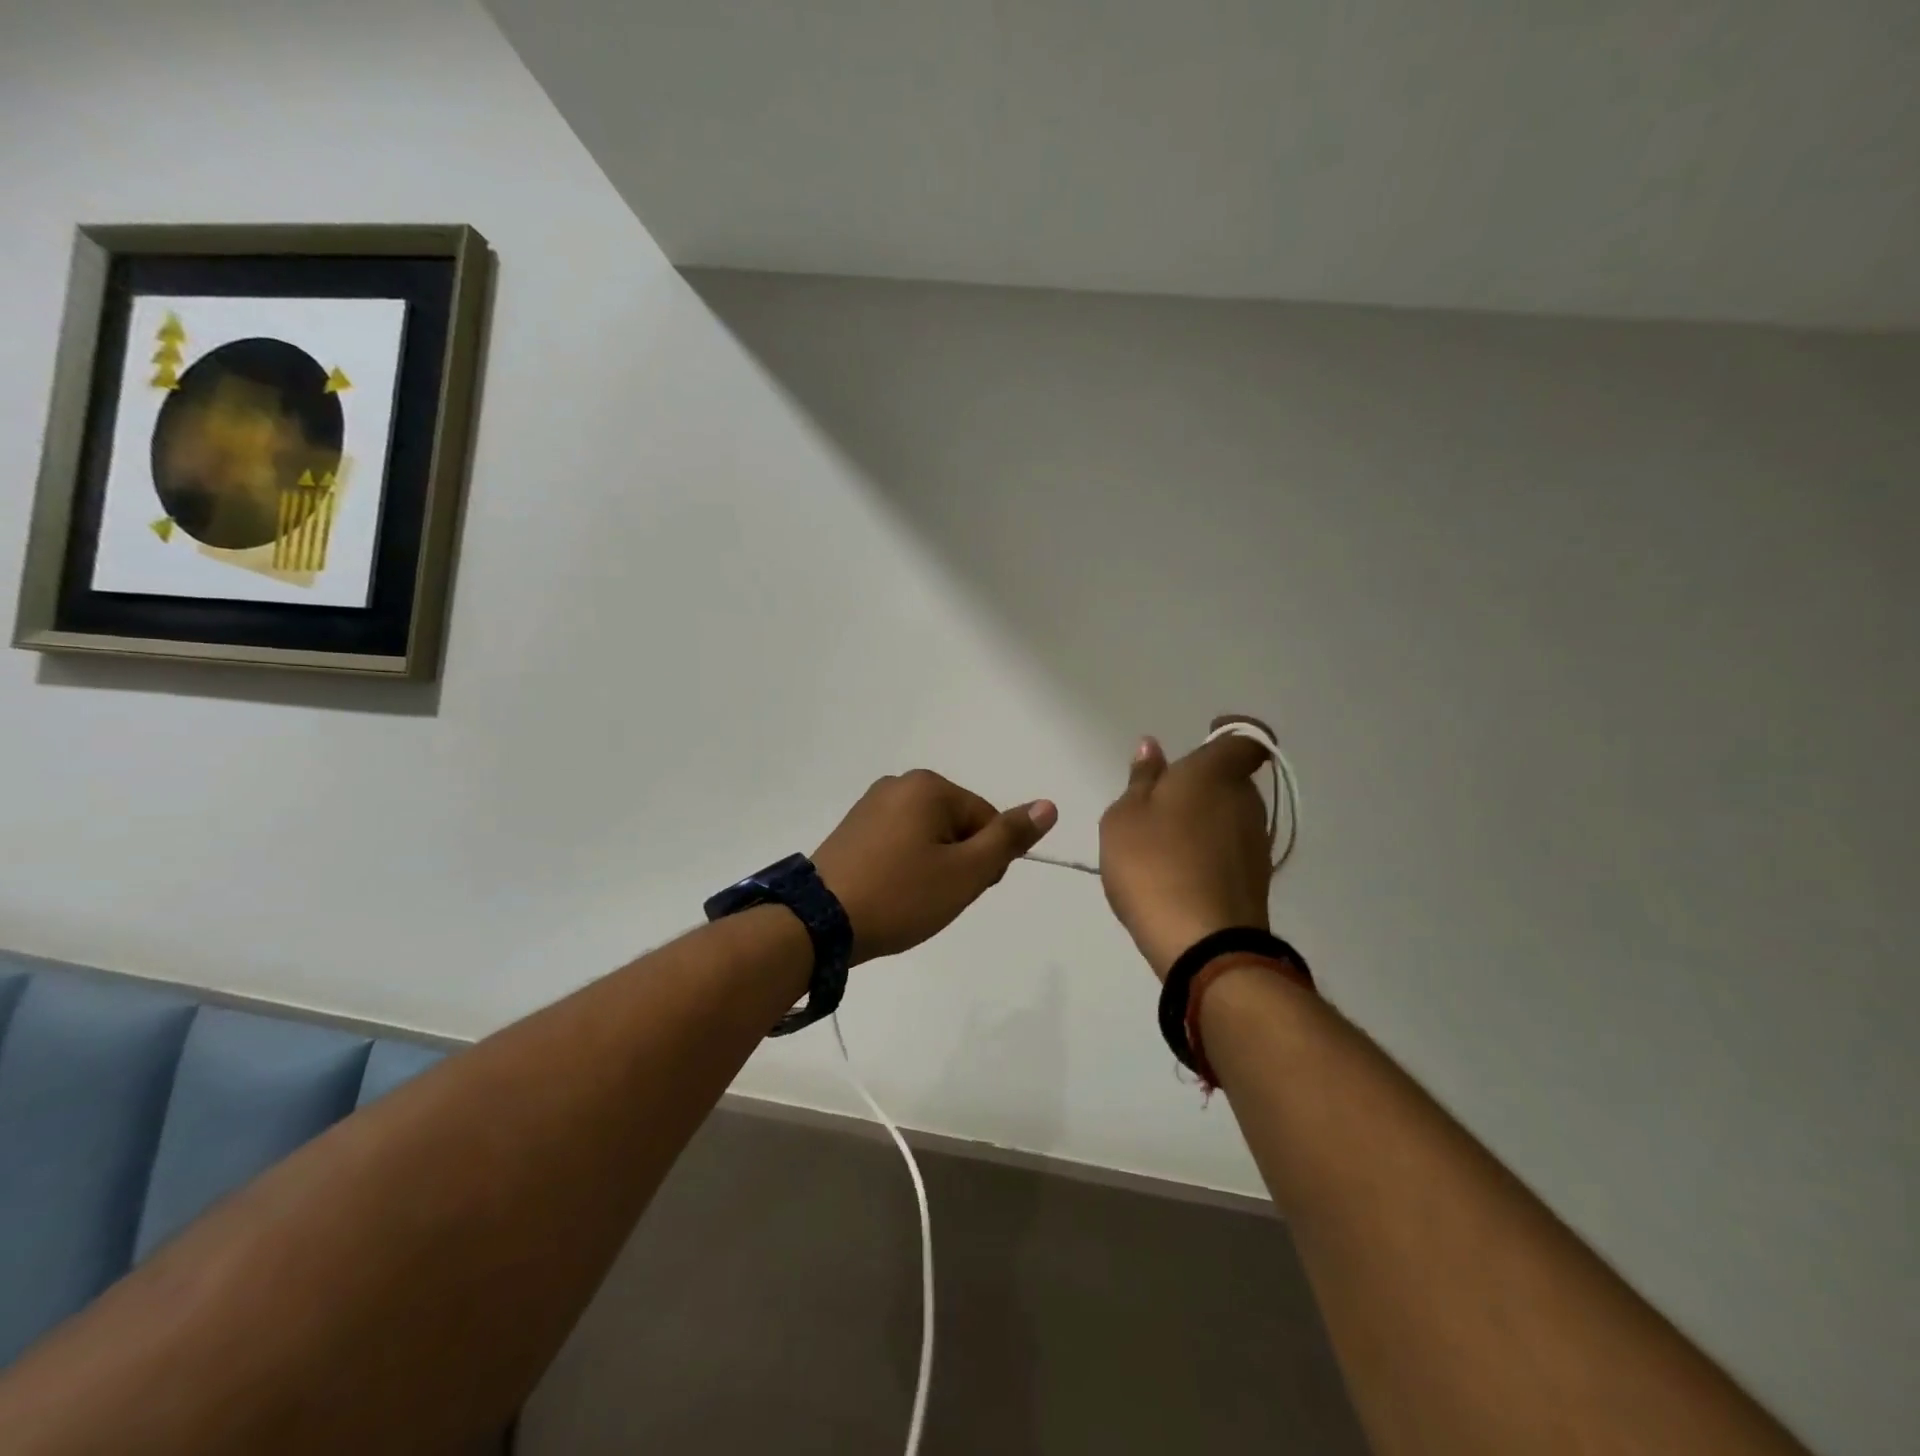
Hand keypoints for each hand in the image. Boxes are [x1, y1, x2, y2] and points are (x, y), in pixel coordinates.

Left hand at [813, 770, 1057, 964]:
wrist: (818, 923)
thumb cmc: (901, 895)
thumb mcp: (966, 872)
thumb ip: (1009, 838)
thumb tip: (1048, 805)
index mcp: (929, 786)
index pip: (986, 820)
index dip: (986, 861)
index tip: (963, 890)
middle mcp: (899, 784)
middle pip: (957, 824)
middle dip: (958, 862)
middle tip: (935, 897)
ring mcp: (871, 805)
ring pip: (929, 836)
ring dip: (933, 867)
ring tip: (911, 898)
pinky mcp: (853, 828)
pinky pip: (899, 842)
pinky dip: (905, 866)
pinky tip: (891, 892)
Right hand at [1099, 716, 1274, 980]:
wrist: (1202, 944)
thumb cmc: (1153, 864)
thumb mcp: (1124, 817)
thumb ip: (1140, 780)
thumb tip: (1152, 749)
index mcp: (1215, 773)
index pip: (1244, 738)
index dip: (1229, 734)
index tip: (1202, 741)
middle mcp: (1246, 800)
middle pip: (1231, 778)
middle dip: (1201, 785)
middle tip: (1158, 805)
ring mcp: (1256, 842)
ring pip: (1230, 815)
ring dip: (1203, 821)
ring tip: (1162, 846)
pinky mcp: (1257, 879)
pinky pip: (1231, 850)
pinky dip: (1209, 853)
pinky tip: (1178, 875)